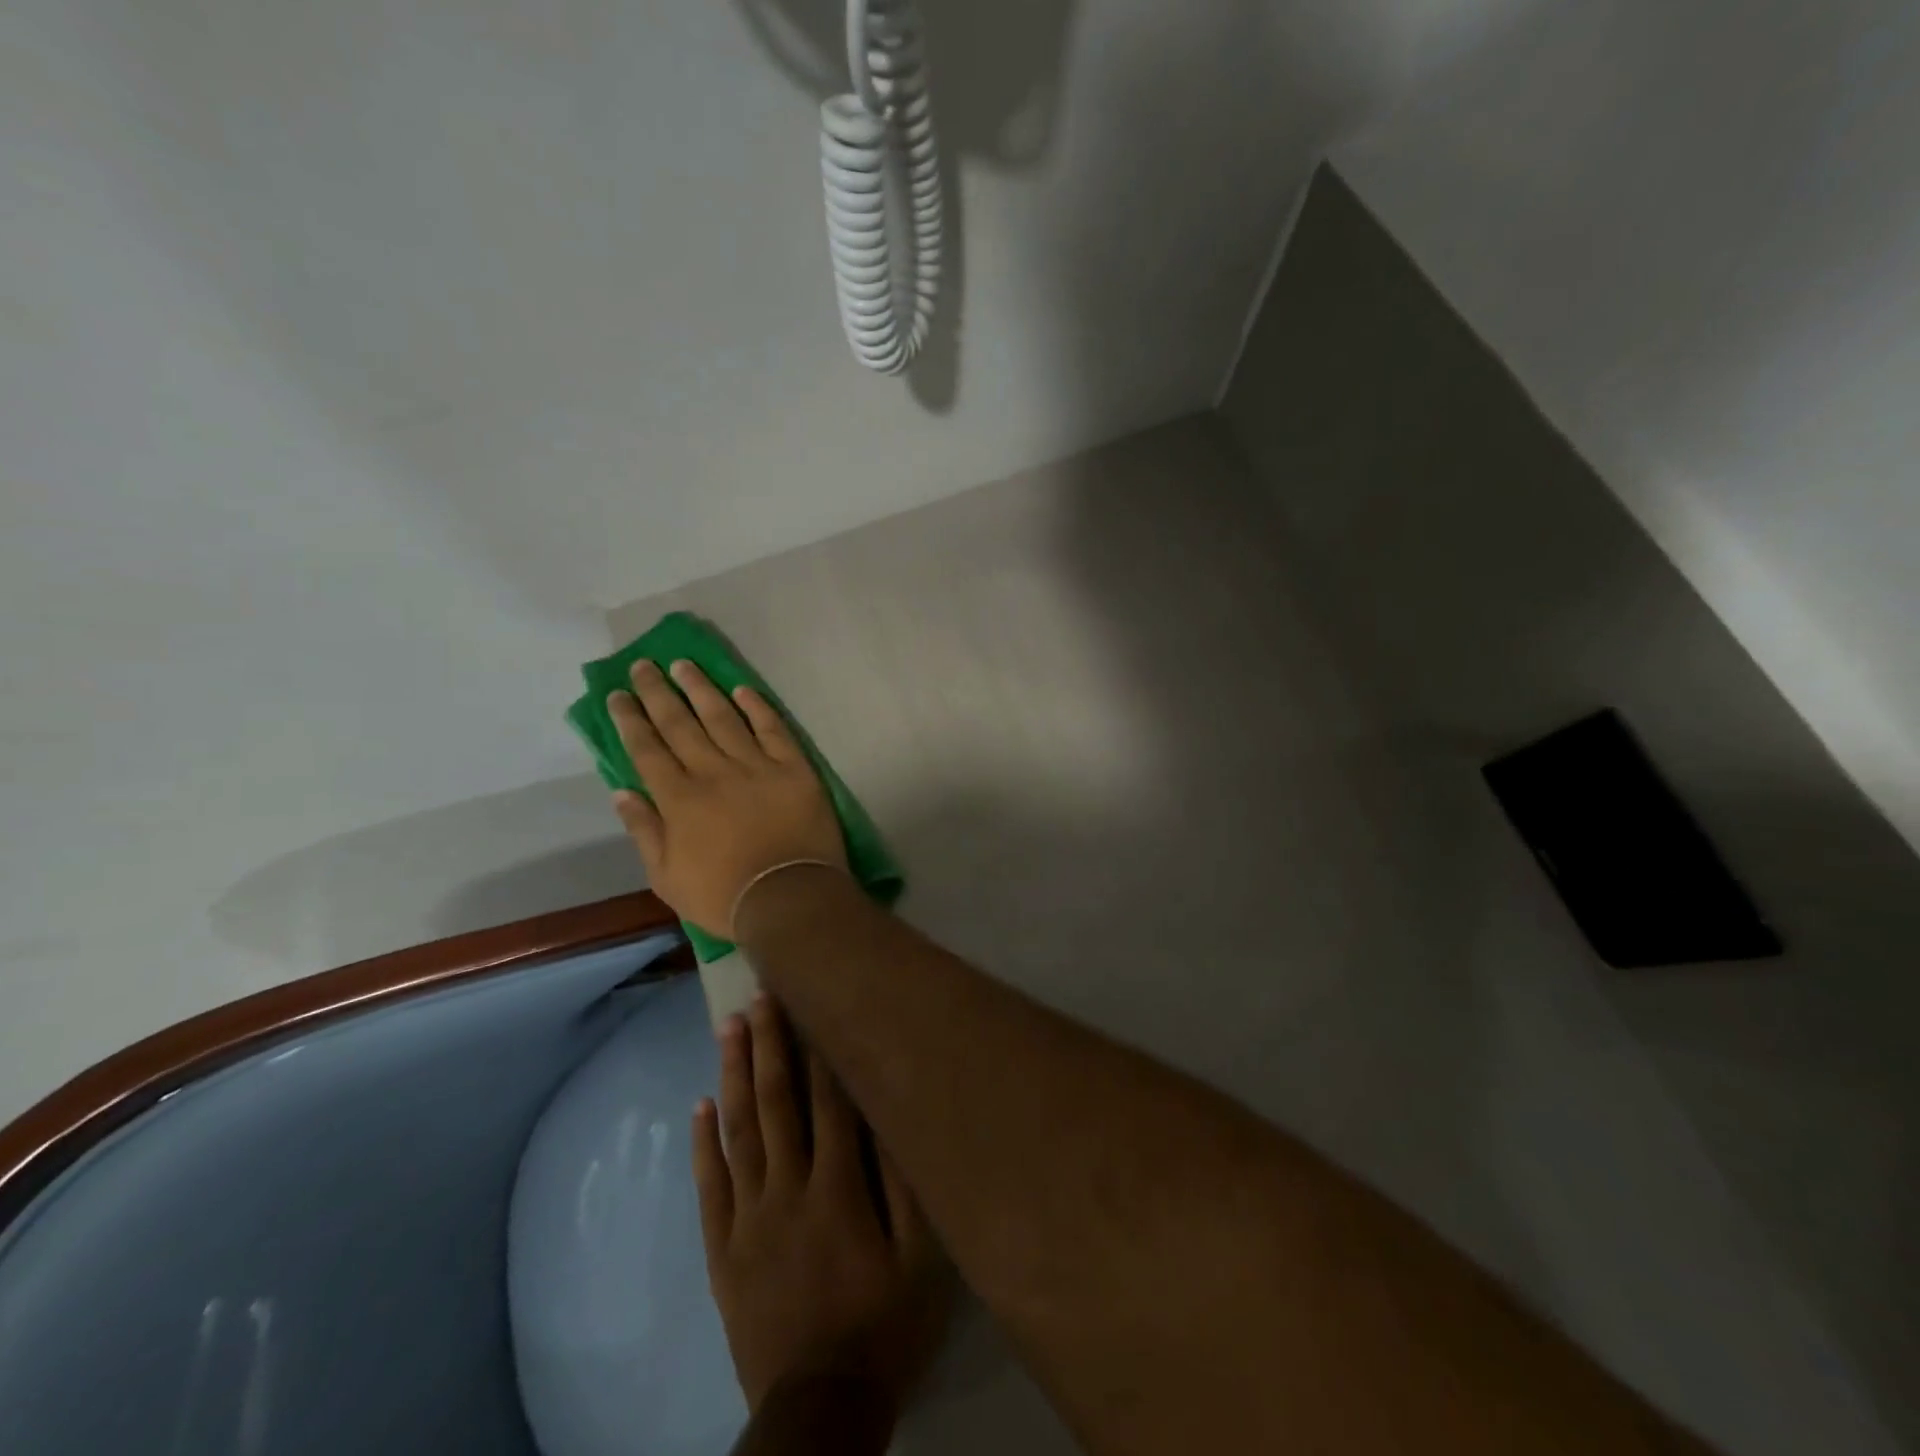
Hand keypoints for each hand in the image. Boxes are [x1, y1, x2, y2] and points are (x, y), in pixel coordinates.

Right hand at [607, 659, 845, 937]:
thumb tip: (621, 791)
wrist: (790, 896)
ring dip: (701, 688)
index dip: (631, 719)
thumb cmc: (723, 896)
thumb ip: (644, 830)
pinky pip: (773, 728)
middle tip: (644, 665)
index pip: (647, 749)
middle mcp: (713, 772)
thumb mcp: (666, 877)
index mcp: (679, 799)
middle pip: (680, 724)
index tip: (618, 693)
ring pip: (723, 717)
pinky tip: (742, 688)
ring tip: (684, 665)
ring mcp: (756, 765)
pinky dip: (757, 706)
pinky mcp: (793, 767)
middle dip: (658, 692)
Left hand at [695, 995, 949, 1415]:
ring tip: (728, 1028)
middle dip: (768, 1044)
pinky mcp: (723, 1249)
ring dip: (733, 1075)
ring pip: (738, 1132)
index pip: (827, 1102)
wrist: (819, 1409)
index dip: (817, 1049)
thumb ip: (906, 1184)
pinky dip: (703, 1144)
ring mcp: (748, 1218)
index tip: (807, 1003)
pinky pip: (709, 1186)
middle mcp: (787, 1189)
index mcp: (837, 1188)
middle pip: (775, 1103)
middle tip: (757, 996)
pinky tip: (699, 1106)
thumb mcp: (921, 1260)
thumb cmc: (883, 1326)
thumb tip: (891, 1114)